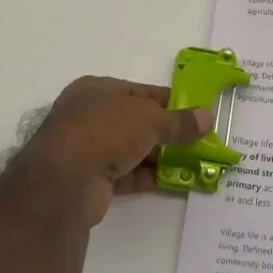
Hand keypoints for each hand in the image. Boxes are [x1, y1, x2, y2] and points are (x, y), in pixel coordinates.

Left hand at [17, 76, 213, 225]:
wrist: (64, 182)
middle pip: (136, 122)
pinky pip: (127, 175)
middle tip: (198, 142)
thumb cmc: (105, 131)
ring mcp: (87, 149)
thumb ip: (179, 121)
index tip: (195, 113)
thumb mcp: (149, 119)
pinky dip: (149, 177)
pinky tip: (175, 183)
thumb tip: (207, 118)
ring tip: (194, 164)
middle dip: (167, 133)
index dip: (169, 102)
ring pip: (132, 150)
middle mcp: (89, 116)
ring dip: (160, 157)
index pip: (140, 92)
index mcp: (97, 90)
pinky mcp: (90, 180)